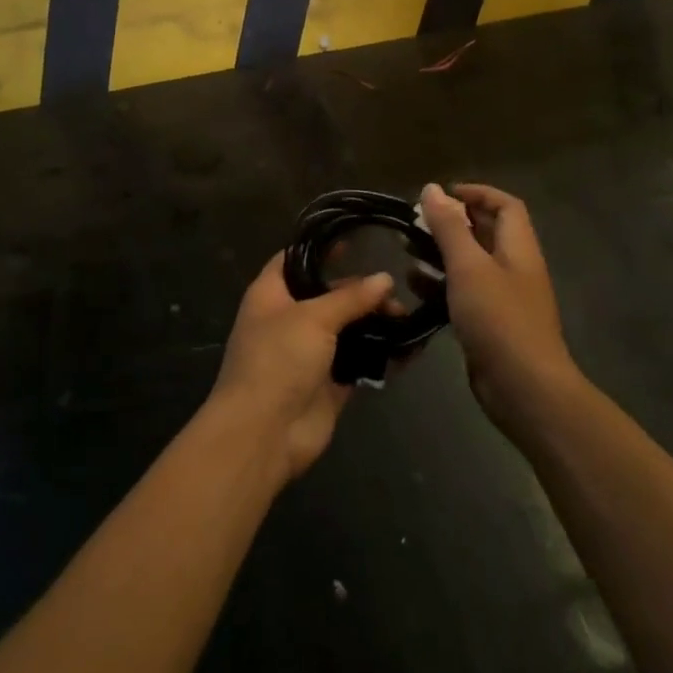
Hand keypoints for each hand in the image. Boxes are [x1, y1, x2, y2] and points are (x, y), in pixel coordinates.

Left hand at [208, 254, 394, 482]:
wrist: (264, 433)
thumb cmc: (278, 360)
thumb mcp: (313, 317)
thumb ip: (350, 297)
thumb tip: (385, 279)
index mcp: (271, 294)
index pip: (295, 259)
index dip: (322, 248)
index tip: (357, 239)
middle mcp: (288, 319)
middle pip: (327, 294)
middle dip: (360, 290)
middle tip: (396, 288)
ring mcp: (309, 352)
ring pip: (346, 328)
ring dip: (374, 322)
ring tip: (406, 316)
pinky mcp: (328, 383)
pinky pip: (358, 361)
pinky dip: (380, 354)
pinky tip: (409, 346)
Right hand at [418, 183, 576, 420]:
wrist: (524, 388)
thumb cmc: (499, 318)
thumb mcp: (469, 266)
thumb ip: (449, 227)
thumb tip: (432, 188)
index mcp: (518, 248)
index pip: (505, 205)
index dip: (476, 193)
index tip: (441, 194)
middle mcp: (514, 268)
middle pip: (485, 233)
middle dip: (451, 223)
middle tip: (415, 222)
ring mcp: (503, 298)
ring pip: (470, 264)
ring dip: (440, 254)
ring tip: (406, 250)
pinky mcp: (489, 324)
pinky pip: (463, 294)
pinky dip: (440, 285)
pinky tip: (415, 287)